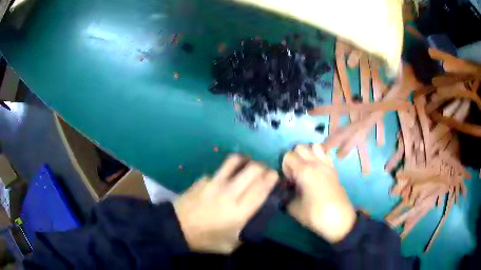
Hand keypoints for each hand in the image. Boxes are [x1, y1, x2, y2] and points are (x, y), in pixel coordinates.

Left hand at [173, 154, 278, 252]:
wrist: (176, 228)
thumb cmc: (205, 239)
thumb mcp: (230, 245)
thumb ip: (245, 233)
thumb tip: (253, 221)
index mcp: (239, 211)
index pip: (262, 188)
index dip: (272, 178)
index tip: (277, 176)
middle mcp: (229, 193)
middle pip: (253, 169)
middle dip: (264, 167)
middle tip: (265, 172)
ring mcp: (214, 182)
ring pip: (236, 161)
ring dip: (247, 161)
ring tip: (249, 166)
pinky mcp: (204, 178)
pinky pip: (221, 169)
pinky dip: (229, 170)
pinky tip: (227, 178)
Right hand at [282, 144, 355, 242]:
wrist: (339, 220)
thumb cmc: (315, 215)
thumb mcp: (293, 209)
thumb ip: (286, 196)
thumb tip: (286, 189)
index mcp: (304, 171)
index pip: (288, 155)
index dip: (285, 166)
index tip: (289, 180)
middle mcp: (316, 163)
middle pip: (300, 147)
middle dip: (294, 157)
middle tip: (295, 174)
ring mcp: (327, 164)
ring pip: (314, 146)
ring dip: (307, 154)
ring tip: (307, 170)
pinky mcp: (334, 169)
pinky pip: (325, 155)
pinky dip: (318, 157)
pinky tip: (317, 172)